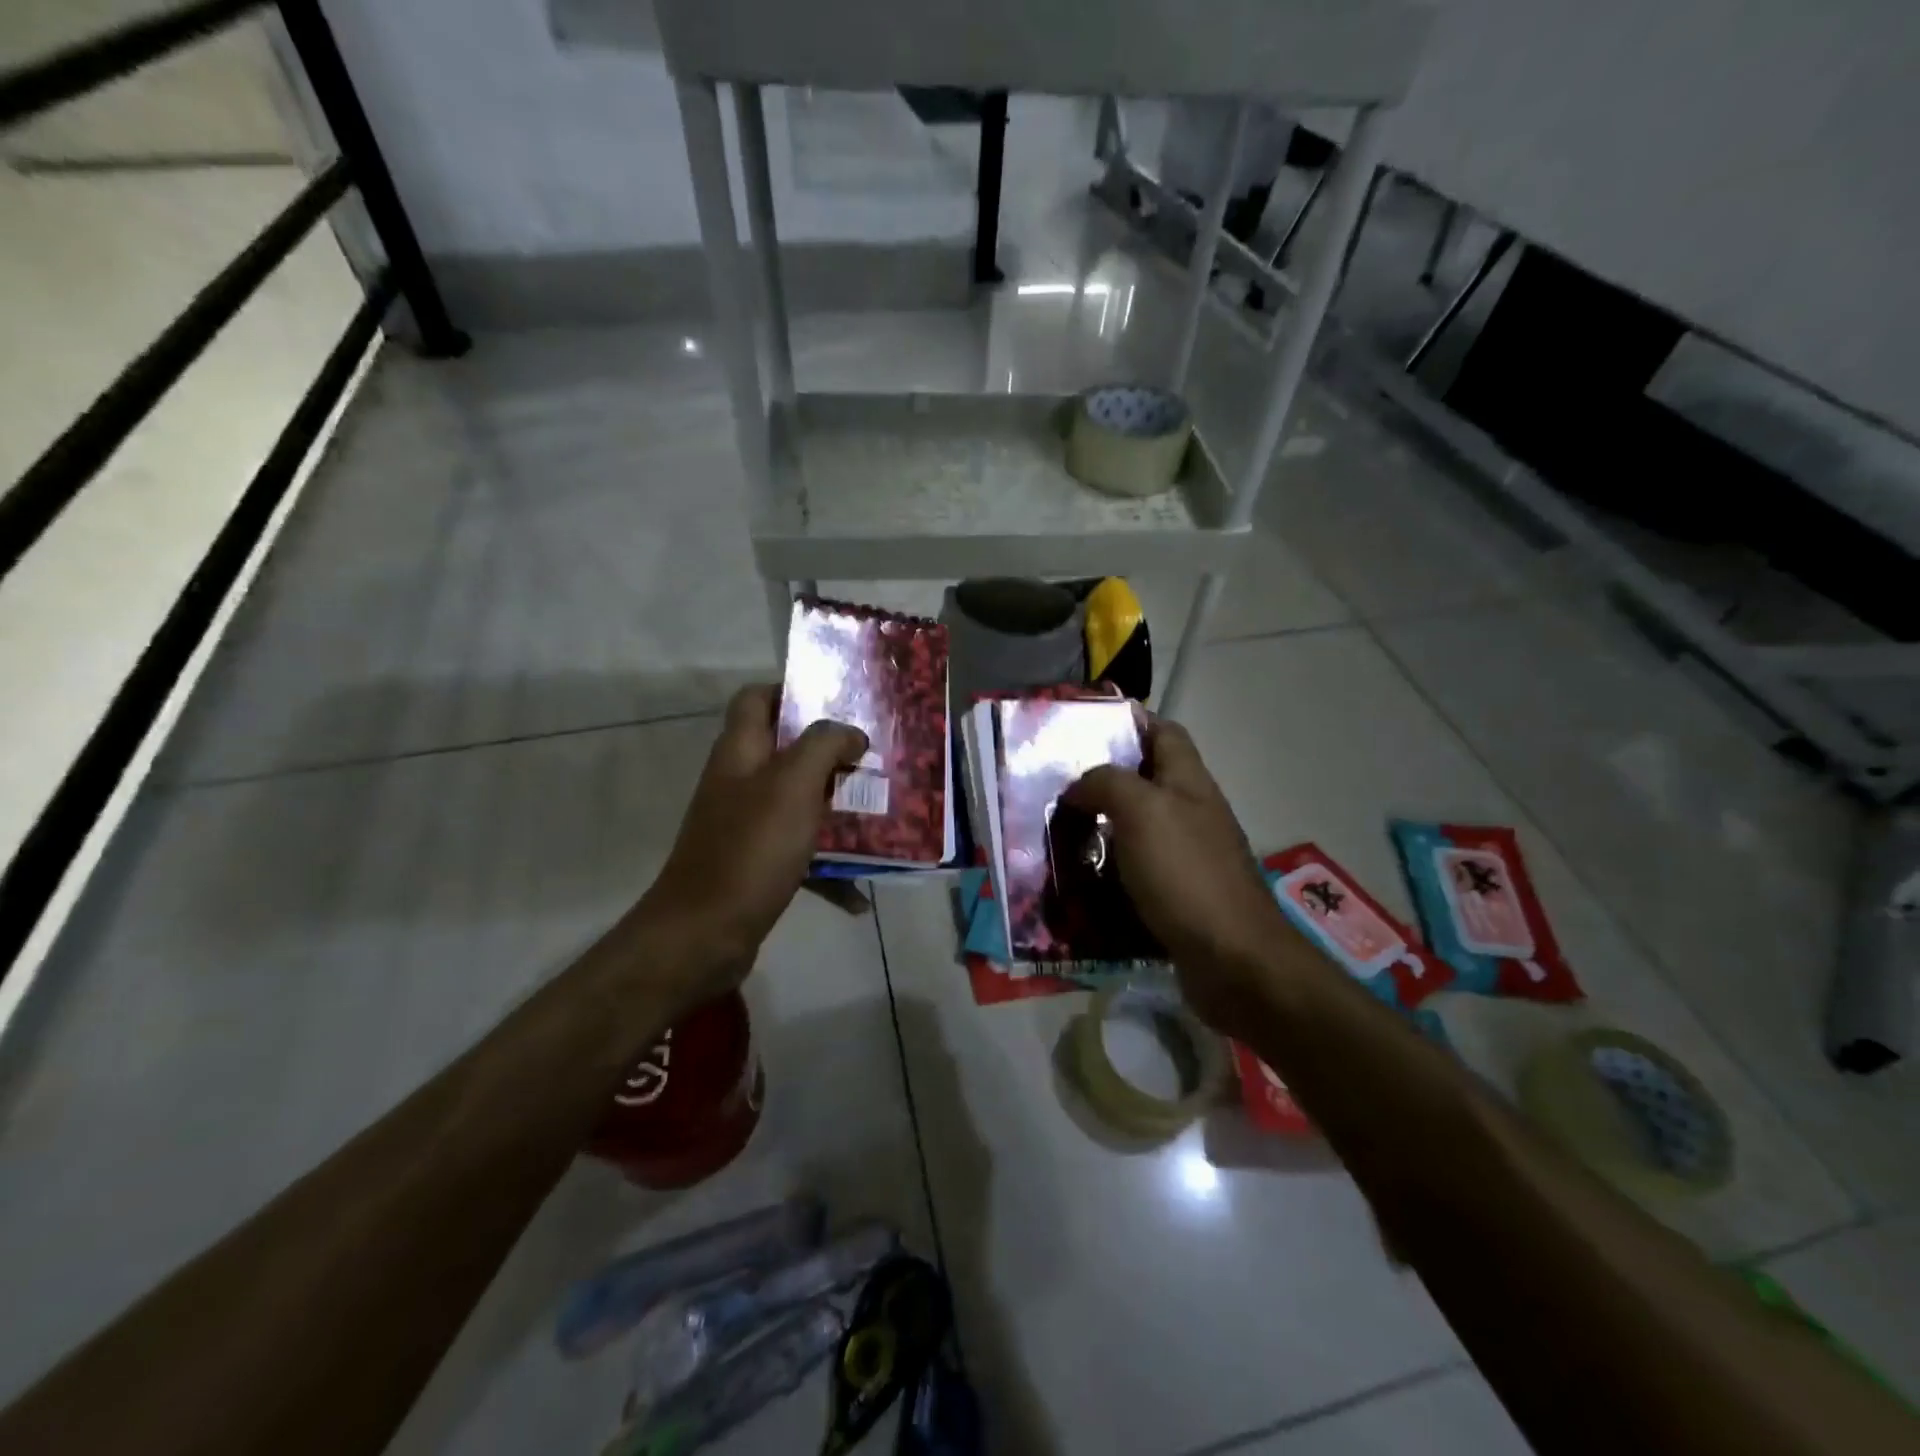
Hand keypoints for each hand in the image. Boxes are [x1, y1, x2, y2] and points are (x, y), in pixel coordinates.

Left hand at [636, 685, 866, 1005]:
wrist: (703, 934)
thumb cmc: (751, 848)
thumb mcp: (793, 784)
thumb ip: (824, 745)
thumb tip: (851, 732)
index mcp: (740, 751)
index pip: (756, 698)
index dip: (792, 691)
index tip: (839, 703)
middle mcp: (739, 782)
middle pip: (785, 751)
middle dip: (831, 754)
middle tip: (873, 760)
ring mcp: (745, 825)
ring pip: (798, 803)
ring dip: (836, 809)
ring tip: (879, 815)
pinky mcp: (755, 864)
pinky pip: (800, 853)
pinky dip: (828, 867)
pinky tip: (859, 892)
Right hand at [1064, 716, 1307, 1034]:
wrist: (1234, 961)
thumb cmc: (1186, 874)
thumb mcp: (1142, 810)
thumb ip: (1107, 783)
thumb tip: (1078, 788)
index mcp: (1189, 782)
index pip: (1163, 732)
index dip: (1129, 723)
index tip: (1081, 730)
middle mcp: (1191, 813)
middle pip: (1145, 781)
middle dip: (1101, 781)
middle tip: (1054, 789)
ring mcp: (1187, 857)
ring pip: (1136, 829)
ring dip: (1099, 829)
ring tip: (1056, 834)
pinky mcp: (1178, 896)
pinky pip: (1135, 872)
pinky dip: (1108, 872)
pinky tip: (1079, 880)